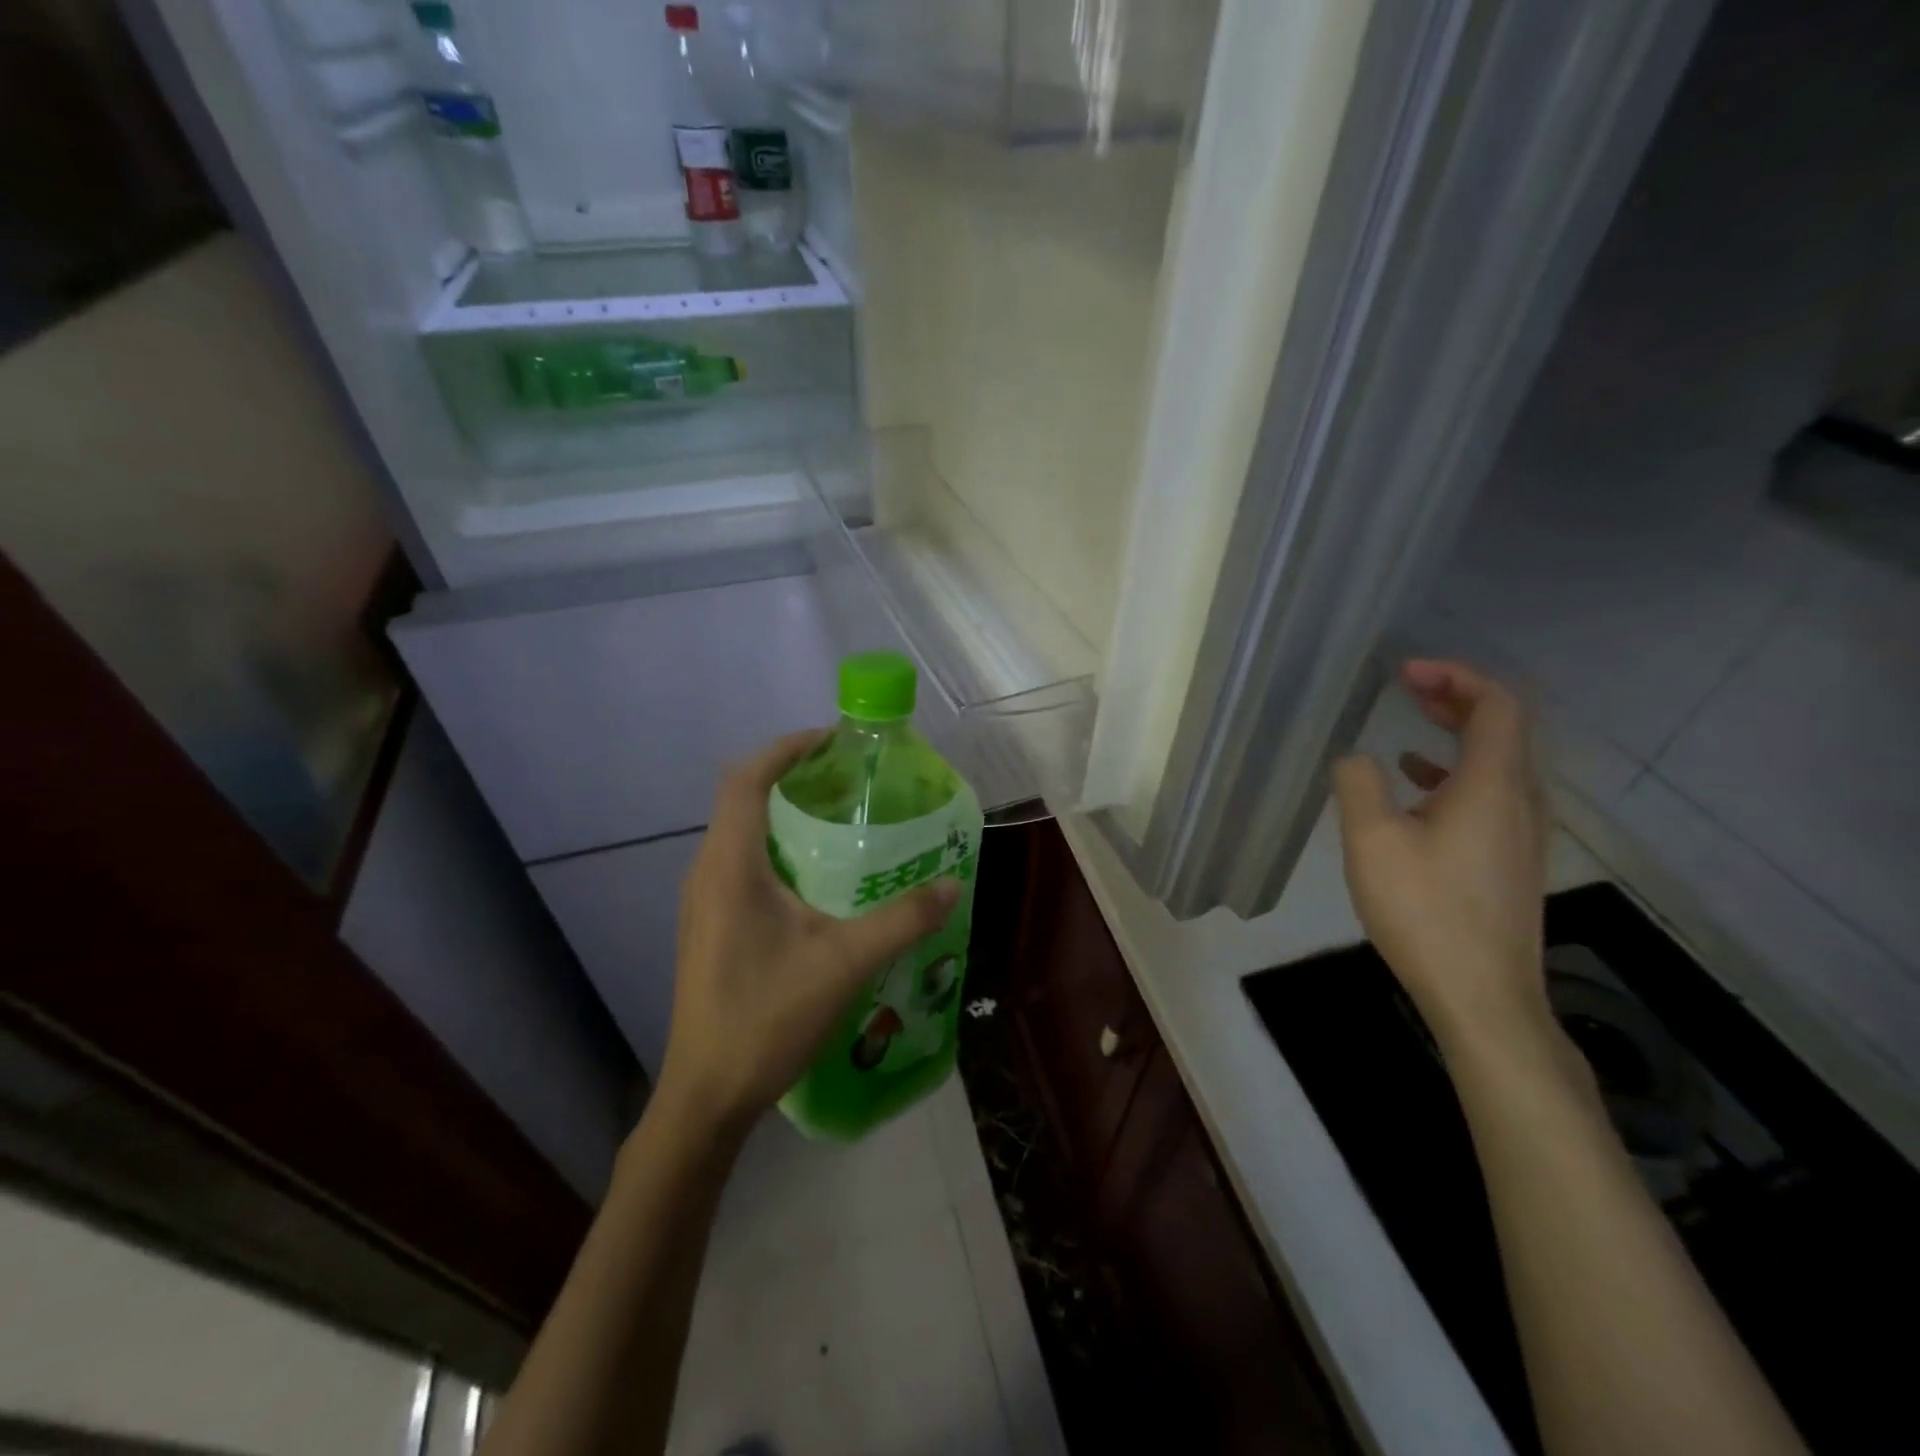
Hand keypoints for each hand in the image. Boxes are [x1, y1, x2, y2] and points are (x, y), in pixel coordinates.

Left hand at [655, 731, 959, 1135]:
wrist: (707, 1095)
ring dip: (783, 812)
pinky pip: (740, 862)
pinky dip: (776, 846)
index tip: (831, 740)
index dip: (785, 749)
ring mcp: (703, 901)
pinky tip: (817, 875)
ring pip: (740, 831)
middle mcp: (707, 872)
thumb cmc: (766, 1018)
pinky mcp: (709, 925)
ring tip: (839, 815)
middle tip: (848, 776)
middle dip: (791, 775)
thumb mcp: (844, 964)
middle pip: (741, 798)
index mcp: (730, 866)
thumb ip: (901, 920)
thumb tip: (951, 885)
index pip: (746, 779)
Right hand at [1331, 660, 1552, 1050]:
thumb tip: (1356, 758)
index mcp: (1493, 786)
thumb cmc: (1425, 911)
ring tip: (1412, 719)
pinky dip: (1456, 769)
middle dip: (1457, 696)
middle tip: (1408, 684)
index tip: (1406, 672)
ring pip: (1499, 759)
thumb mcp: (1371, 841)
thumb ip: (1358, 785)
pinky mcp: (1511, 858)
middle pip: (1504, 726)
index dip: (1456, 676)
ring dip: (1458, 731)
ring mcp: (1522, 832)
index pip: (1497, 705)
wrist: (1482, 995)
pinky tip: (1417, 783)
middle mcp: (1520, 800)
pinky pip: (1491, 791)